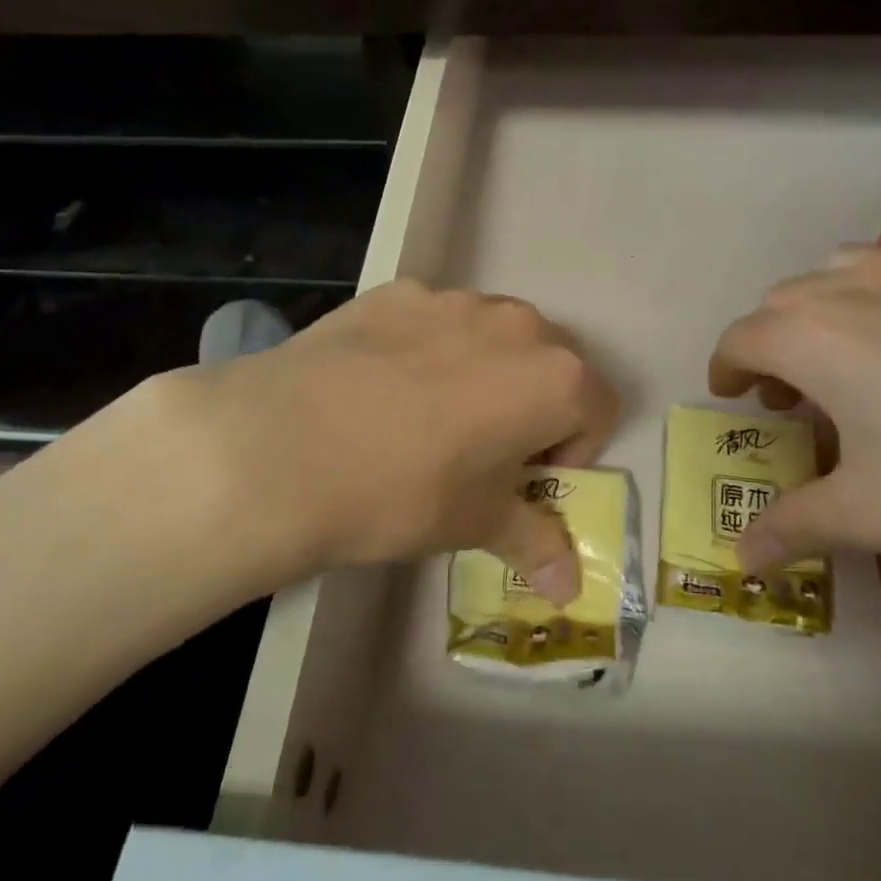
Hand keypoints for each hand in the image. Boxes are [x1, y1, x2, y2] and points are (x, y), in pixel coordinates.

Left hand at [137, 280, 617, 602]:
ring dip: (484, 373)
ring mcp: (452, 300)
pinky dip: (428, 349)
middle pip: (550, 364)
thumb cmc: (404, 492)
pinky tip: (379, 388)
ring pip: (492, 336)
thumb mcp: (475, 524)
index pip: (597, 409)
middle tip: (482, 450)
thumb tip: (570, 589)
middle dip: (533, 406)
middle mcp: (516, 323)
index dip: (570, 453)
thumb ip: (535, 544)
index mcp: (555, 377)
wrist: (283, 446)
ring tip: (426, 417)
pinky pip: (435, 321)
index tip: (525, 483)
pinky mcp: (396, 291)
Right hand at [706, 166, 880, 663]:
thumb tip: (735, 559)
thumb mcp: (875, 519)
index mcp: (814, 339)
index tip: (735, 400)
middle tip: (798, 398)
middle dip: (778, 342)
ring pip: (853, 264)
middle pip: (791, 300)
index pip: (743, 340)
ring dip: (831, 299)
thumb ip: (792, 527)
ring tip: (852, 346)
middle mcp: (861, 284)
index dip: (729, 369)